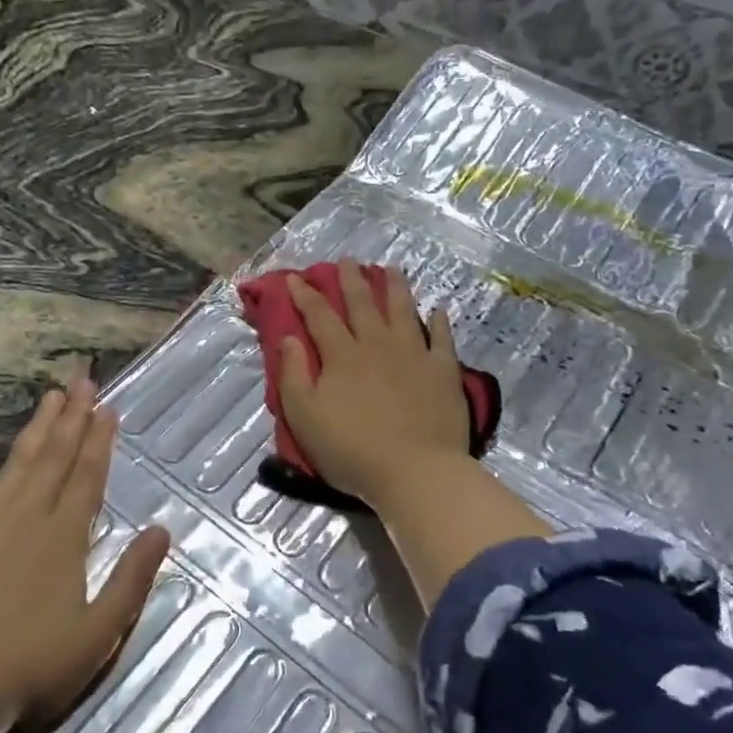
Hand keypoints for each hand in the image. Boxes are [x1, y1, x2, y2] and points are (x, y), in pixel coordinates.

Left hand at [0, 378, 170, 732]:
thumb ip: (132, 578)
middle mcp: (27, 516)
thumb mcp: (98, 633)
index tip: (108, 408)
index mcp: (64, 537)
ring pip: (18, 462)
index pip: (88, 476)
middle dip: (73, 417)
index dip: (100, 441)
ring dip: (36, 427)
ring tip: (50, 396)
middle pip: (56, 457)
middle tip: (83, 380)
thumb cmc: (31, 667)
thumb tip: (161, 529)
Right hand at [276, 259, 470, 505]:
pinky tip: (437, 311)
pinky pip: (441, 338)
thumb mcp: (305, 416)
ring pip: (403, 310)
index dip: (305, 295)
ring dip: (395, 287)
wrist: (415, 472)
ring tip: (391, 268)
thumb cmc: (352, 449)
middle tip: (346, 260)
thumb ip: (293, 373)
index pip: (319, 315)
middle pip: (362, 304)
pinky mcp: (443, 371)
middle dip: (351, 279)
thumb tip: (288, 337)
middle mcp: (377, 344)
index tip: (296, 277)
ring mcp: (414, 354)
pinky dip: (438, 322)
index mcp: (342, 355)